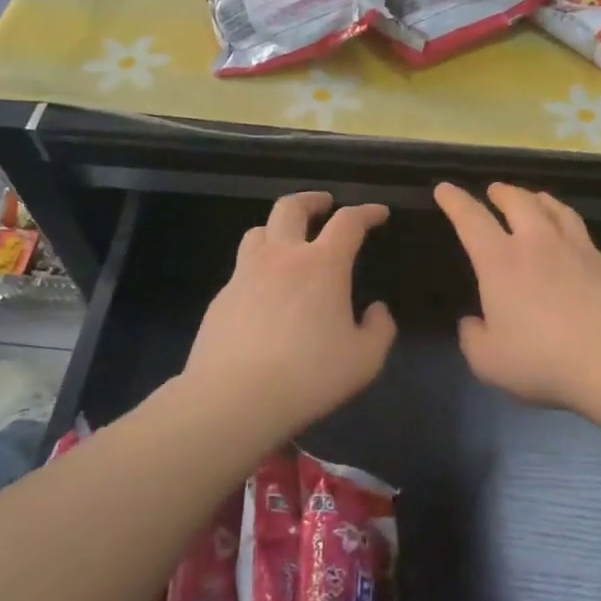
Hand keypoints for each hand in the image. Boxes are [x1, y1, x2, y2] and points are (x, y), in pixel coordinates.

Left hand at [185, 192, 396, 440]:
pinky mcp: (221, 299)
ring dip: (278, 228)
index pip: (348, 222)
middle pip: (291, 208)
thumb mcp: (364, 360)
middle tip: (325, 204)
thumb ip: (379, 329)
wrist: (233, 399)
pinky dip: (259, 267)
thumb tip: (376, 310)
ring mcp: (245, 275)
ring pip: (258, 231)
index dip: (366, 212)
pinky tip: (264, 294)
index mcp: (323, 265)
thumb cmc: (309, 376)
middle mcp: (282, 258)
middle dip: (312, 200)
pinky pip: (242, 269)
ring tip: (289, 242)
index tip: (378, 213)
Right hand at [434, 182, 600, 410]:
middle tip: (494, 190)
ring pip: (556, 209)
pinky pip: (582, 233)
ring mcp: (578, 249)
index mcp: (501, 262)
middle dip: (502, 192)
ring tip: (535, 198)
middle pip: (518, 202)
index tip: (445, 188)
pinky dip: (569, 226)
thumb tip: (473, 322)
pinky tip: (573, 239)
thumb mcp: (489, 362)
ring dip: (539, 199)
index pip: (471, 219)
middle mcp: (538, 243)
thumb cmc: (544, 361)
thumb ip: (473, 338)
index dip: (455, 201)